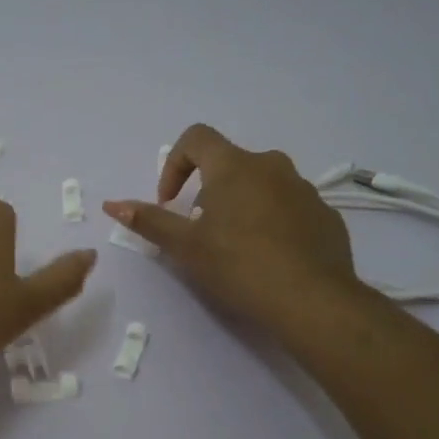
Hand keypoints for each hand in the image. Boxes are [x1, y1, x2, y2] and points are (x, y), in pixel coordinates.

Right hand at [103, 123, 359, 329]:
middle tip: (200, 230)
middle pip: (229, 163)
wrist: (313, 301)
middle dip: (207, 190)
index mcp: (234, 166)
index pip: (196, 138)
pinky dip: (271, 221)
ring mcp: (304, 189)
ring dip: (240, 204)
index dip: (174, 164)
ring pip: (261, 184)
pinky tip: (269, 257)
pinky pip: (288, 206)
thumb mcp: (185, 246)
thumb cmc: (239, 266)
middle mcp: (272, 166)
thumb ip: (149, 221)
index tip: (170, 201)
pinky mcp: (326, 215)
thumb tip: (112, 204)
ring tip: (235, 246)